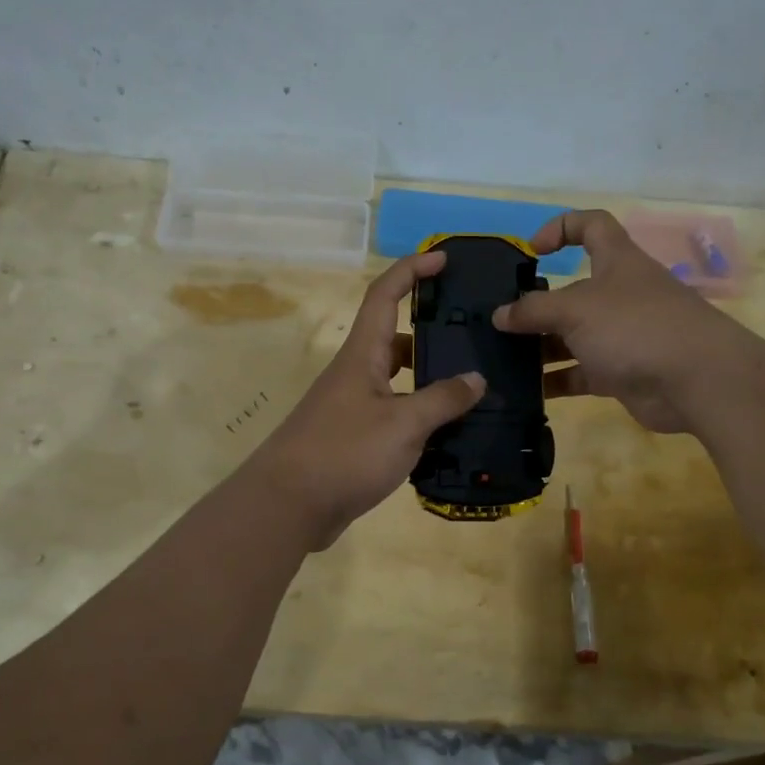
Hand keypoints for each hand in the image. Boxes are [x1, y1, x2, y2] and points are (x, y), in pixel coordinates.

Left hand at [248, 252, 485, 548]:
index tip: (443, 259)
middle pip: (396, 338)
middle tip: (474, 335)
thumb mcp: (403, 424)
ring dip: (431, 380)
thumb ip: (443, 400)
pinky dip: (420, 416)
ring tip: (474, 386)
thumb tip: (476, 379)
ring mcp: (353, 407)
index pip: (384, 295)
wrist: (288, 506)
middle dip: (432, 330)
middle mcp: (356, 374)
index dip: (412, 270)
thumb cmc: (344, 452)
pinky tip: (450, 432)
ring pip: (398, 380)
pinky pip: (395, 414)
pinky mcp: (354, 439)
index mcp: (362, 355)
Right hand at [491, 210, 760, 433]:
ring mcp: (623, 335)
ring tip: (504, 357)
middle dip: (539, 304)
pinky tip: (528, 389)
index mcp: (617, 261)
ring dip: (542, 346)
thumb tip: (500, 315)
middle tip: (503, 320)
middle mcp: (620, 294)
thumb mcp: (575, 309)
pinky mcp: (623, 372)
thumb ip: (534, 310)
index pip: (592, 225)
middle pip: (574, 289)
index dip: (561, 227)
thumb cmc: (635, 326)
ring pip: (574, 335)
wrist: (696, 381)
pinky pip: (581, 372)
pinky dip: (557, 379)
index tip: (532, 250)